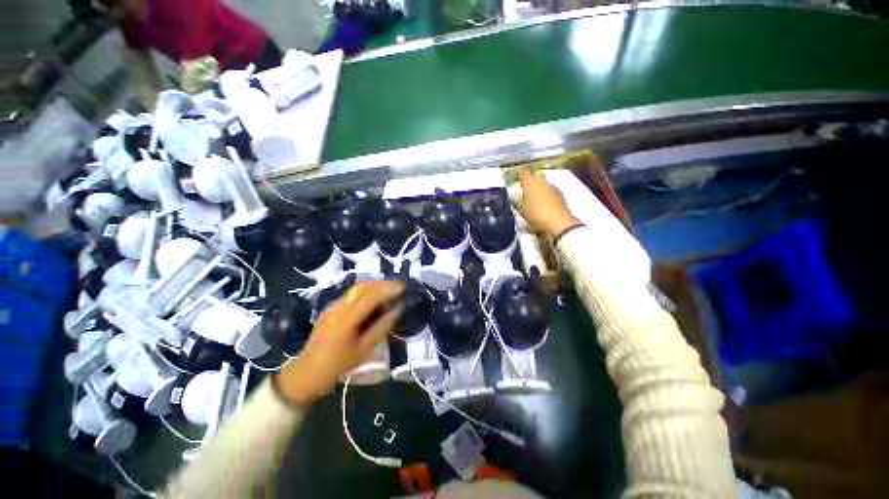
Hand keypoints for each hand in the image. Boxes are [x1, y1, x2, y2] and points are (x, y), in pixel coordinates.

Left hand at [274, 281, 404, 406]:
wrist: (308, 370)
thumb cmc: (339, 363)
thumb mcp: (364, 348)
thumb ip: (383, 326)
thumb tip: (398, 309)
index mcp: (347, 318)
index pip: (371, 296)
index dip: (388, 289)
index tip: (403, 287)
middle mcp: (339, 306)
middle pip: (363, 287)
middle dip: (383, 283)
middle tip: (398, 286)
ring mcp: (333, 305)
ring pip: (357, 288)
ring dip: (375, 285)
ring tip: (389, 290)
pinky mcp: (331, 307)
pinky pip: (351, 294)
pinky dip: (366, 291)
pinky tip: (374, 298)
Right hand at [514, 171, 579, 235]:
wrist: (557, 221)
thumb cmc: (535, 214)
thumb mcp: (521, 209)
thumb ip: (518, 201)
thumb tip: (517, 199)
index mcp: (530, 182)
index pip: (523, 174)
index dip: (518, 176)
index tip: (515, 179)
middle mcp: (542, 181)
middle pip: (534, 178)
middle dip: (529, 183)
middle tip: (524, 191)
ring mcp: (552, 186)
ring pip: (542, 184)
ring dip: (537, 189)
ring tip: (532, 198)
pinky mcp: (559, 194)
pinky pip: (548, 191)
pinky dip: (544, 194)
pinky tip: (542, 203)